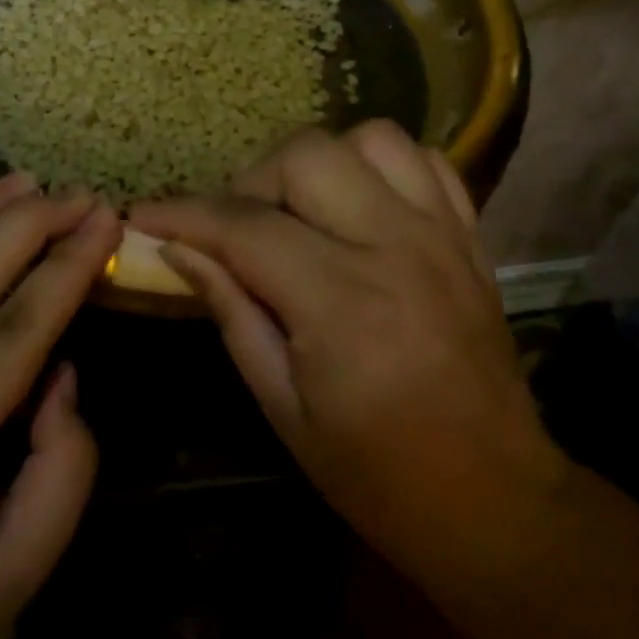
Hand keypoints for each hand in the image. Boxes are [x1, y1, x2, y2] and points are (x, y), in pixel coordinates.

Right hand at [130, 123, 565, 597]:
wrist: (494, 499)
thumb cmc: (376, 473)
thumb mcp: (282, 408)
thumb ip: (232, 312)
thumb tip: (179, 250)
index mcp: (342, 304)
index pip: (245, 227)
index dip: (184, 214)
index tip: (144, 215)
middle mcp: (395, 248)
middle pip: (306, 156)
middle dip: (252, 182)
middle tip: (236, 229)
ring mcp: (441, 235)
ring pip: (370, 139)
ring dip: (319, 164)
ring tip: (300, 211)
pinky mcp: (469, 237)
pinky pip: (424, 160)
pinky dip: (380, 167)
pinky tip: (359, 205)